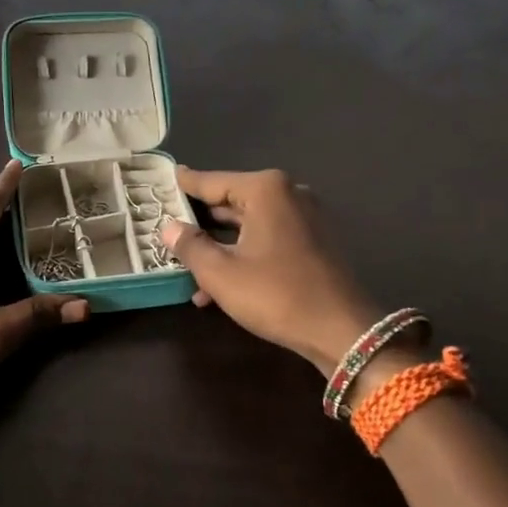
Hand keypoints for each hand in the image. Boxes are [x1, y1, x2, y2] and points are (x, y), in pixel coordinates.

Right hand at [160, 168, 386, 374]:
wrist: (343, 330)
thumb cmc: (276, 295)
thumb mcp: (221, 273)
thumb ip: (190, 246)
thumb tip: (168, 227)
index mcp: (265, 190)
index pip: (211, 182)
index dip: (184, 184)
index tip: (165, 176)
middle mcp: (287, 194)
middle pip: (230, 201)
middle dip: (199, 221)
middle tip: (166, 224)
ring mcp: (304, 217)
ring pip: (248, 224)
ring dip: (218, 245)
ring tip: (185, 266)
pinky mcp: (313, 240)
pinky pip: (267, 238)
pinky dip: (243, 254)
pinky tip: (218, 285)